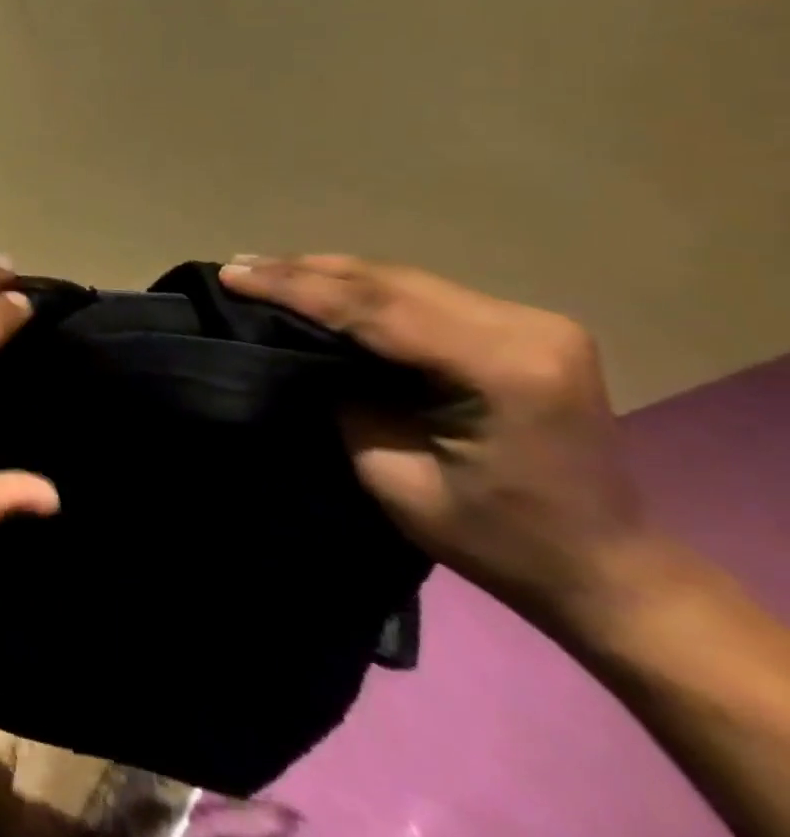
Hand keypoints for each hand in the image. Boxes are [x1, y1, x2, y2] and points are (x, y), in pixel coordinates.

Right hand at [219, 254, 659, 634]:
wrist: (605, 570)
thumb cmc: (498, 542)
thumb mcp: (396, 478)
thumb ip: (345, 399)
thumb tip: (295, 346)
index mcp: (506, 368)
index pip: (376, 310)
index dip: (295, 289)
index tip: (232, 276)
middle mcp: (525, 326)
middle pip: (388, 282)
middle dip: (303, 271)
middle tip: (236, 266)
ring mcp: (529, 319)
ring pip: (400, 278)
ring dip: (327, 273)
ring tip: (262, 268)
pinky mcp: (519, 323)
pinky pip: (419, 291)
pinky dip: (360, 287)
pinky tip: (318, 282)